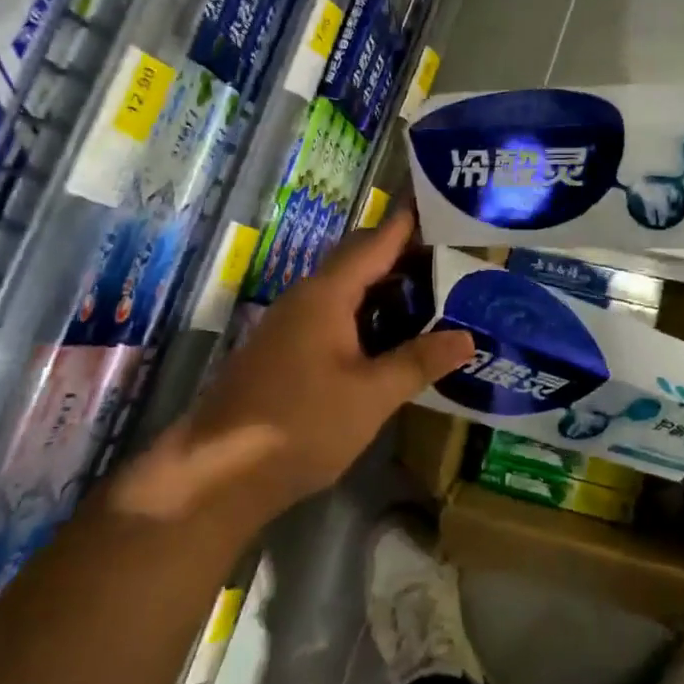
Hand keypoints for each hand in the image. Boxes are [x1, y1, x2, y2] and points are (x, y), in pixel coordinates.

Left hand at [112, 205, 473, 523]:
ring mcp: (292, 323)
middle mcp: (306, 297)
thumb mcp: (371, 396)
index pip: (375, 241)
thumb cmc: (299, 425)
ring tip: (434, 296)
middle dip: (403, 256)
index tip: (445, 209)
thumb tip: (467, 337)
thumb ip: (418, 361)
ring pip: (347, 290)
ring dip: (386, 288)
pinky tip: (392, 338)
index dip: (409, 223)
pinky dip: (368, 315)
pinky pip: (335, 315)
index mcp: (327, 294)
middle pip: (359, 260)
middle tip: (453, 260)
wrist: (216, 474)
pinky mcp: (285, 350)